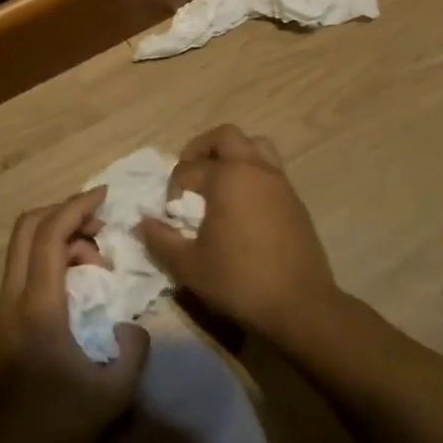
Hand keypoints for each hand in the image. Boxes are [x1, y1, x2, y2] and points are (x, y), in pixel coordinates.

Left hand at [0, 189, 149, 442]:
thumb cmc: (54, 423)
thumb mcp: (112, 392)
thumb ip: (133, 349)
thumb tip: (131, 326)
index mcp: (38, 304)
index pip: (52, 233)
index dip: (78, 206)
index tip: (105, 195)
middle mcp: (13, 295)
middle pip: (28, 227)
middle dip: (65, 212)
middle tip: (101, 224)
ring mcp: (3, 307)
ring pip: (24, 247)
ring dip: (59, 238)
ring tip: (95, 264)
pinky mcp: (2, 320)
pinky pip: (24, 268)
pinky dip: (50, 259)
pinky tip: (77, 287)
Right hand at [138, 125, 342, 340]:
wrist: (300, 305)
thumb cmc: (239, 281)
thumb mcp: (188, 266)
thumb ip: (160, 239)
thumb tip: (143, 222)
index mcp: (227, 177)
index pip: (187, 169)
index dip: (172, 189)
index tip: (171, 215)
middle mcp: (254, 169)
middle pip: (225, 136)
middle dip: (201, 149)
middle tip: (189, 174)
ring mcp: (279, 181)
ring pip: (255, 145)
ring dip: (232, 154)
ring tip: (217, 180)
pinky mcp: (294, 199)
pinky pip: (270, 168)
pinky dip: (251, 173)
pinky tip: (242, 204)